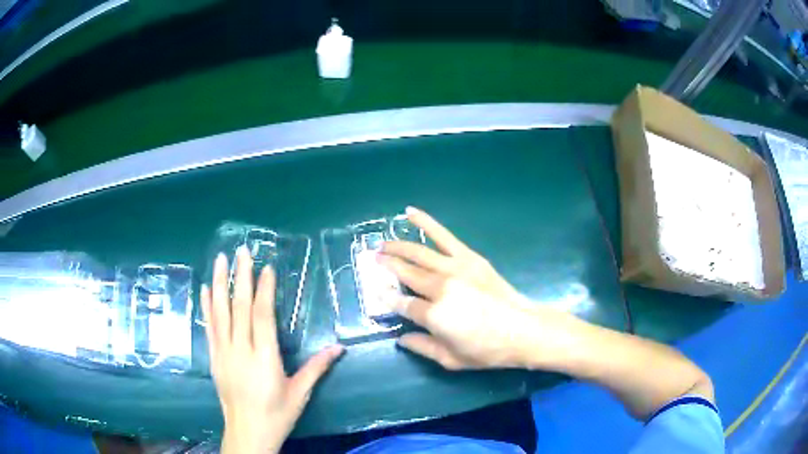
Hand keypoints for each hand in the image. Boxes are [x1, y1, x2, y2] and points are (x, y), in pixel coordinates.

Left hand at [202, 248, 343, 453]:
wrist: (247, 432)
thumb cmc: (277, 413)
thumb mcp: (300, 393)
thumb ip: (317, 367)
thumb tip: (339, 348)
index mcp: (264, 358)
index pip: (262, 316)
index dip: (264, 290)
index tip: (266, 267)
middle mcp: (241, 350)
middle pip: (239, 307)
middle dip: (240, 277)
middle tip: (242, 251)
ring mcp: (223, 352)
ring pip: (220, 312)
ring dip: (220, 283)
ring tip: (221, 259)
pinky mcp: (214, 357)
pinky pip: (209, 327)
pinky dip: (207, 306)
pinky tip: (207, 288)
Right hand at [379, 207, 577, 370]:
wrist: (522, 330)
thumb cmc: (487, 350)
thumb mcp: (451, 359)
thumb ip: (422, 347)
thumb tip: (400, 338)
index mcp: (434, 315)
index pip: (402, 304)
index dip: (388, 299)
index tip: (377, 293)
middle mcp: (440, 287)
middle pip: (406, 273)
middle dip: (387, 266)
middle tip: (372, 259)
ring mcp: (455, 268)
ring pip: (419, 252)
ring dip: (398, 246)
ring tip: (382, 243)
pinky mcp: (469, 257)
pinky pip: (443, 236)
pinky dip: (426, 223)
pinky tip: (410, 213)